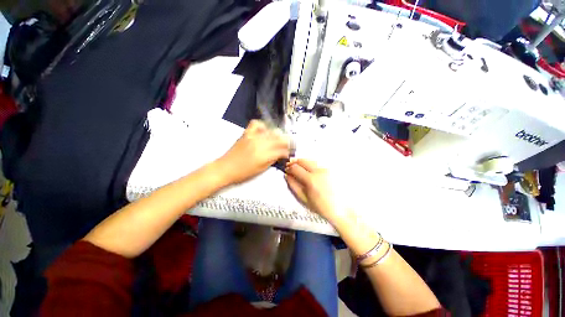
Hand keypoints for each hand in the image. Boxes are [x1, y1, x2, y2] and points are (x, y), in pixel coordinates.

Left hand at [215, 120, 289, 184]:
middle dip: (286, 142)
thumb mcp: (261, 170)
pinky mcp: (246, 133)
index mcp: (264, 156)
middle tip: (287, 145)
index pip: (282, 150)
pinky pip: (256, 124)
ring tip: (278, 139)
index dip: (287, 151)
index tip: (289, 152)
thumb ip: (272, 160)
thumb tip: (280, 154)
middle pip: (279, 138)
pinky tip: (264, 131)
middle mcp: (260, 144)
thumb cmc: (243, 173)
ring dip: (278, 134)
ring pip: (271, 131)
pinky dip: (262, 126)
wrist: (225, 168)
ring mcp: (253, 137)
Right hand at [285, 159, 346, 222]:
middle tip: (292, 168)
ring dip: (303, 163)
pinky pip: (318, 163)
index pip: (295, 168)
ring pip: (310, 160)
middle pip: (303, 160)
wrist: (342, 209)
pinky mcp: (332, 169)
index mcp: (311, 180)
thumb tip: (287, 176)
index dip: (289, 168)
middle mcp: (319, 171)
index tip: (287, 171)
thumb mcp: (304, 199)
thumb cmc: (322, 207)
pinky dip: (312, 165)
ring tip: (301, 170)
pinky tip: (311, 172)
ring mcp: (326, 169)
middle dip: (295, 162)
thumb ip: (293, 186)